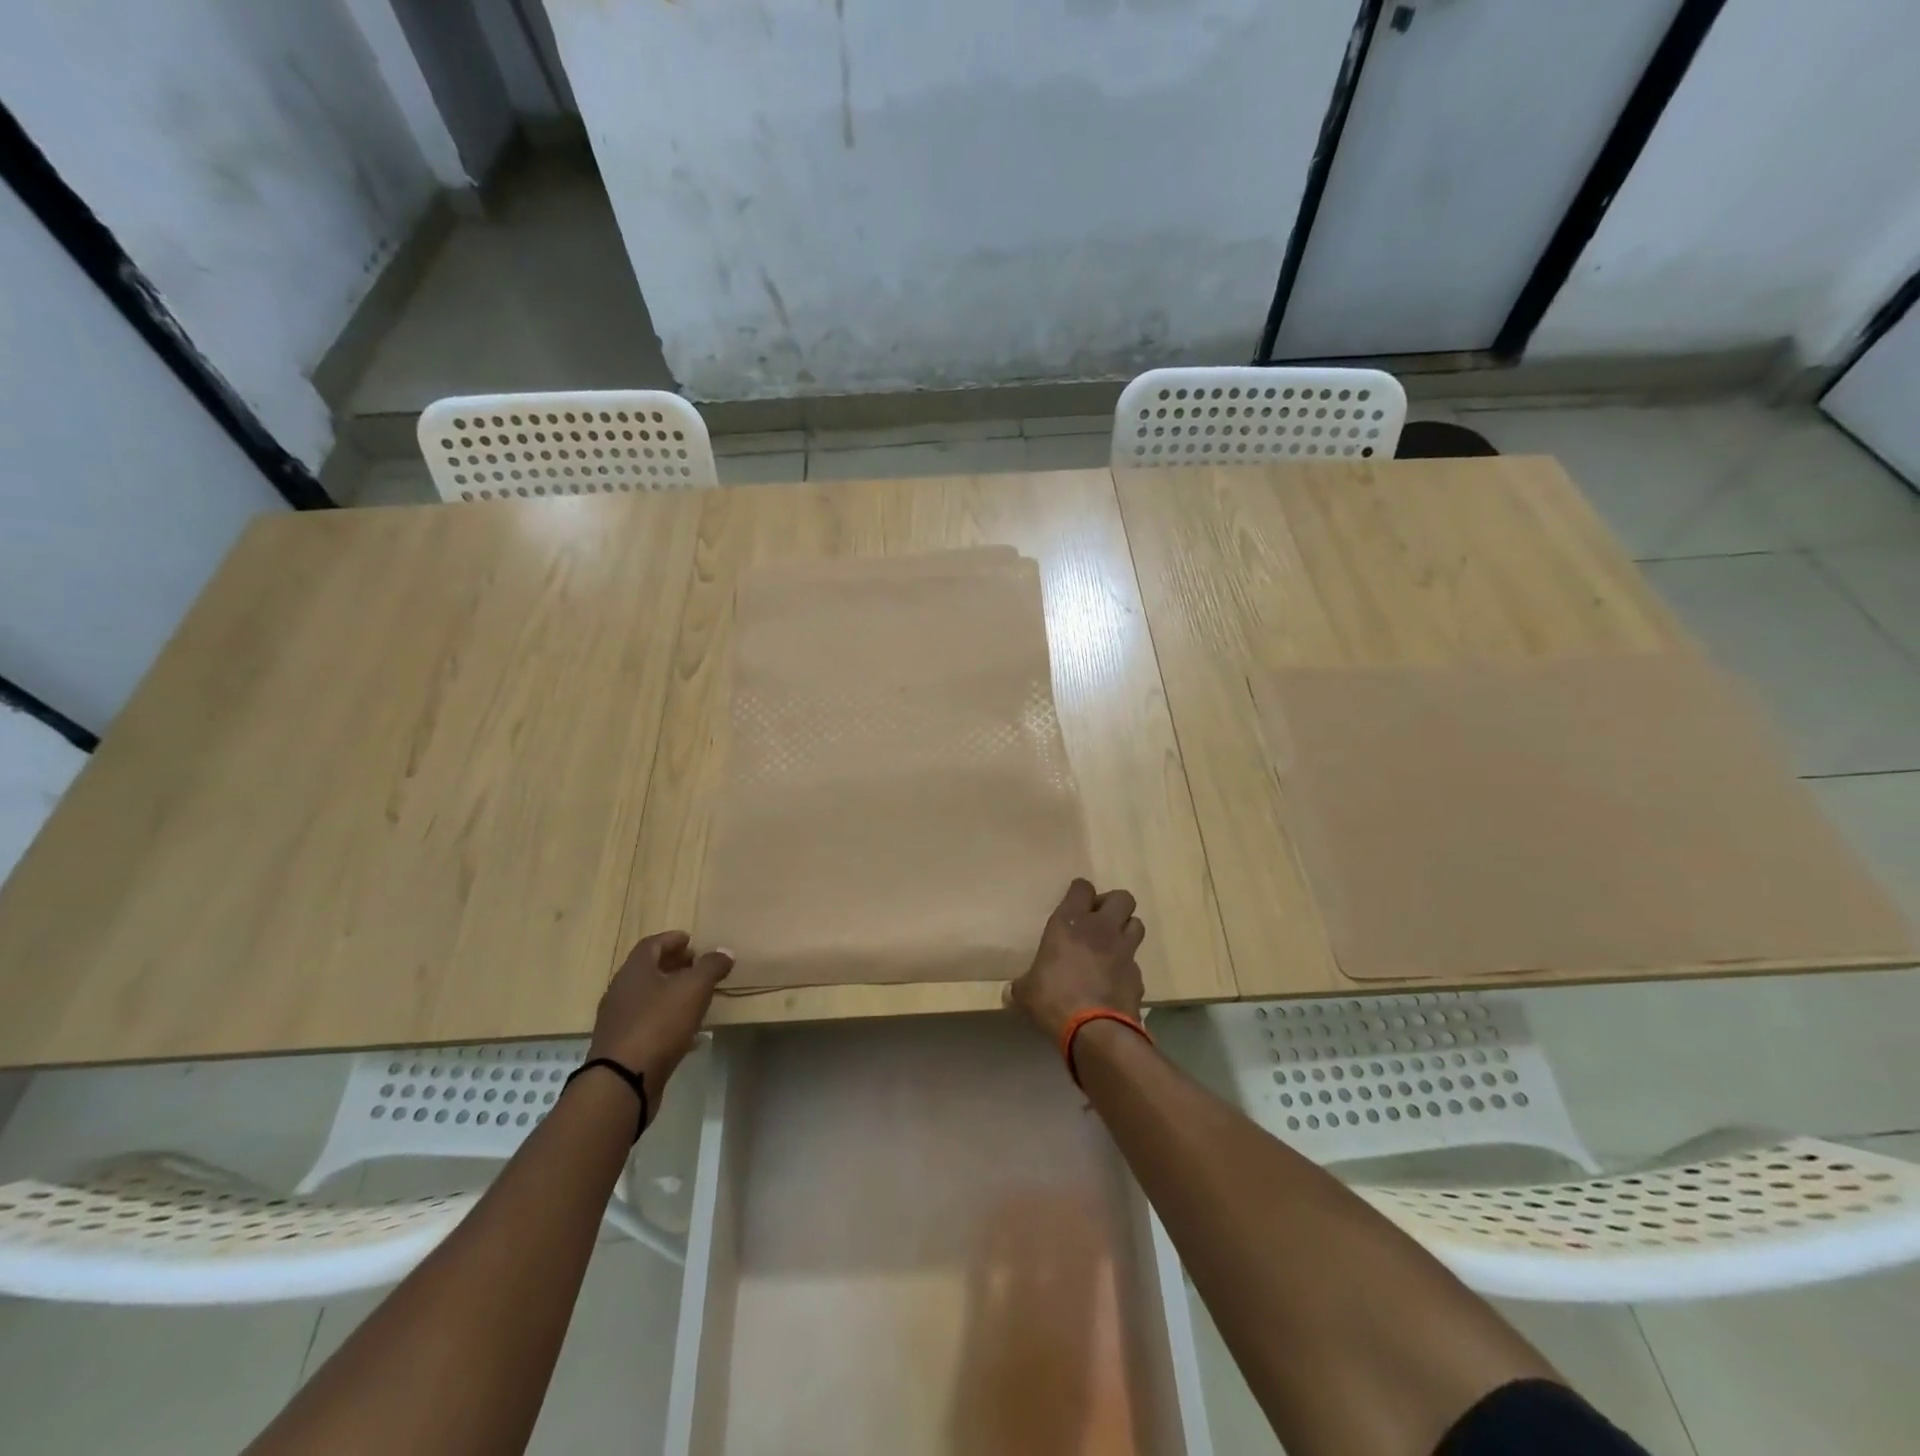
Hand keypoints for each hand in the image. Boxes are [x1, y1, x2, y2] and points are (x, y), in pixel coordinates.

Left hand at [588, 932, 732, 1090]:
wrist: (622, 1081)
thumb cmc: (659, 1024)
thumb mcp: (694, 988)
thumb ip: (712, 966)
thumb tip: (724, 952)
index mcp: (635, 970)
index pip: (652, 944)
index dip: (673, 939)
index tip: (691, 941)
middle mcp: (621, 991)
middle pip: (648, 970)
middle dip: (674, 965)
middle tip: (696, 966)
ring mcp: (618, 1021)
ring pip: (648, 998)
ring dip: (671, 994)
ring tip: (696, 998)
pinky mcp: (622, 1047)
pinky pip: (648, 1024)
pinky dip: (668, 1021)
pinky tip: (689, 1034)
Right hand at [1007, 878, 1144, 1042]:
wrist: (1095, 1031)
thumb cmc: (1053, 1000)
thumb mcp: (1026, 992)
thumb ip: (1022, 985)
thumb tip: (1010, 993)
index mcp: (1069, 923)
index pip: (1082, 887)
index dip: (1080, 892)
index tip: (1074, 902)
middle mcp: (1101, 928)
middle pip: (1122, 897)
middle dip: (1113, 905)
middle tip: (1099, 920)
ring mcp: (1124, 951)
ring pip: (1137, 924)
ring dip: (1126, 930)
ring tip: (1112, 945)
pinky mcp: (1138, 976)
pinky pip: (1135, 962)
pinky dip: (1126, 967)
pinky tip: (1114, 980)